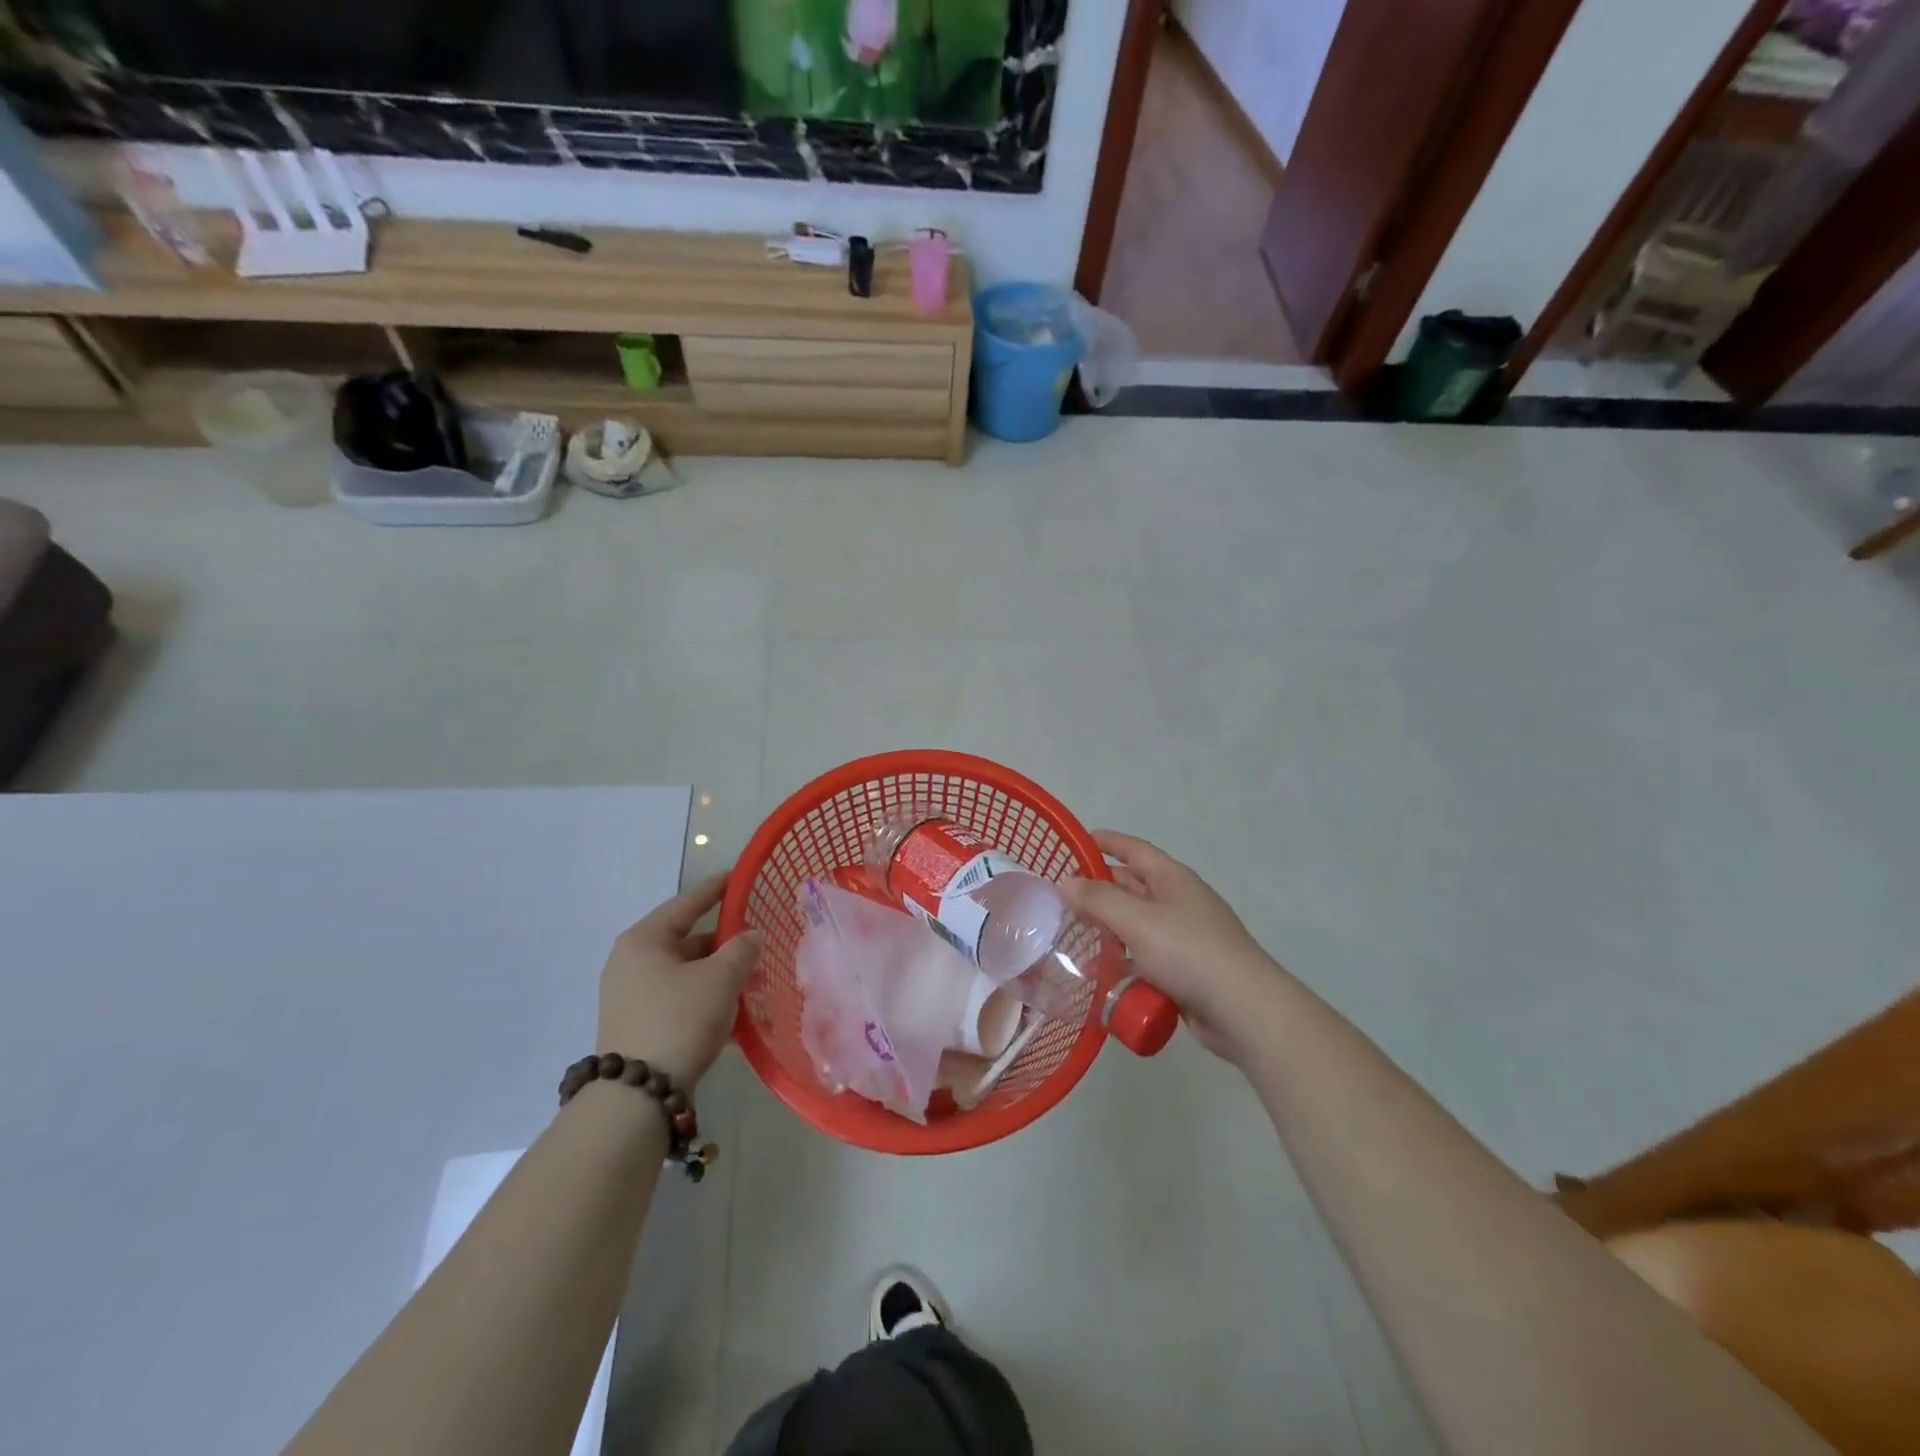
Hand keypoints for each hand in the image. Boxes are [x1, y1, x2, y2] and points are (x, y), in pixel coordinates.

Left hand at [597, 873, 764, 1087]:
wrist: (638, 1096)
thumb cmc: (679, 1020)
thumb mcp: (720, 978)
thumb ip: (742, 949)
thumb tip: (751, 935)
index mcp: (644, 940)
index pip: (687, 903)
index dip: (716, 889)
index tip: (737, 878)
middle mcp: (630, 962)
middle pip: (687, 940)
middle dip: (724, 943)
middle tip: (757, 941)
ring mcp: (630, 996)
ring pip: (685, 973)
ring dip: (718, 975)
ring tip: (752, 981)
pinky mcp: (636, 1026)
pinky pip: (678, 999)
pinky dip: (705, 999)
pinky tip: (733, 1014)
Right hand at [1059, 831, 1280, 1062]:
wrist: (1242, 1008)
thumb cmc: (1188, 951)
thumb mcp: (1136, 920)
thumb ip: (1097, 899)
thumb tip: (1066, 882)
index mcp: (1172, 878)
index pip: (1135, 850)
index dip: (1108, 842)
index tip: (1079, 840)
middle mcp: (1178, 901)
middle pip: (1133, 886)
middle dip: (1100, 888)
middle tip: (1063, 895)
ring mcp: (1184, 936)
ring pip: (1137, 924)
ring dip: (1109, 927)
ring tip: (1073, 933)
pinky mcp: (1185, 970)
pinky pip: (1145, 956)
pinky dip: (1124, 959)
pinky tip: (1100, 971)